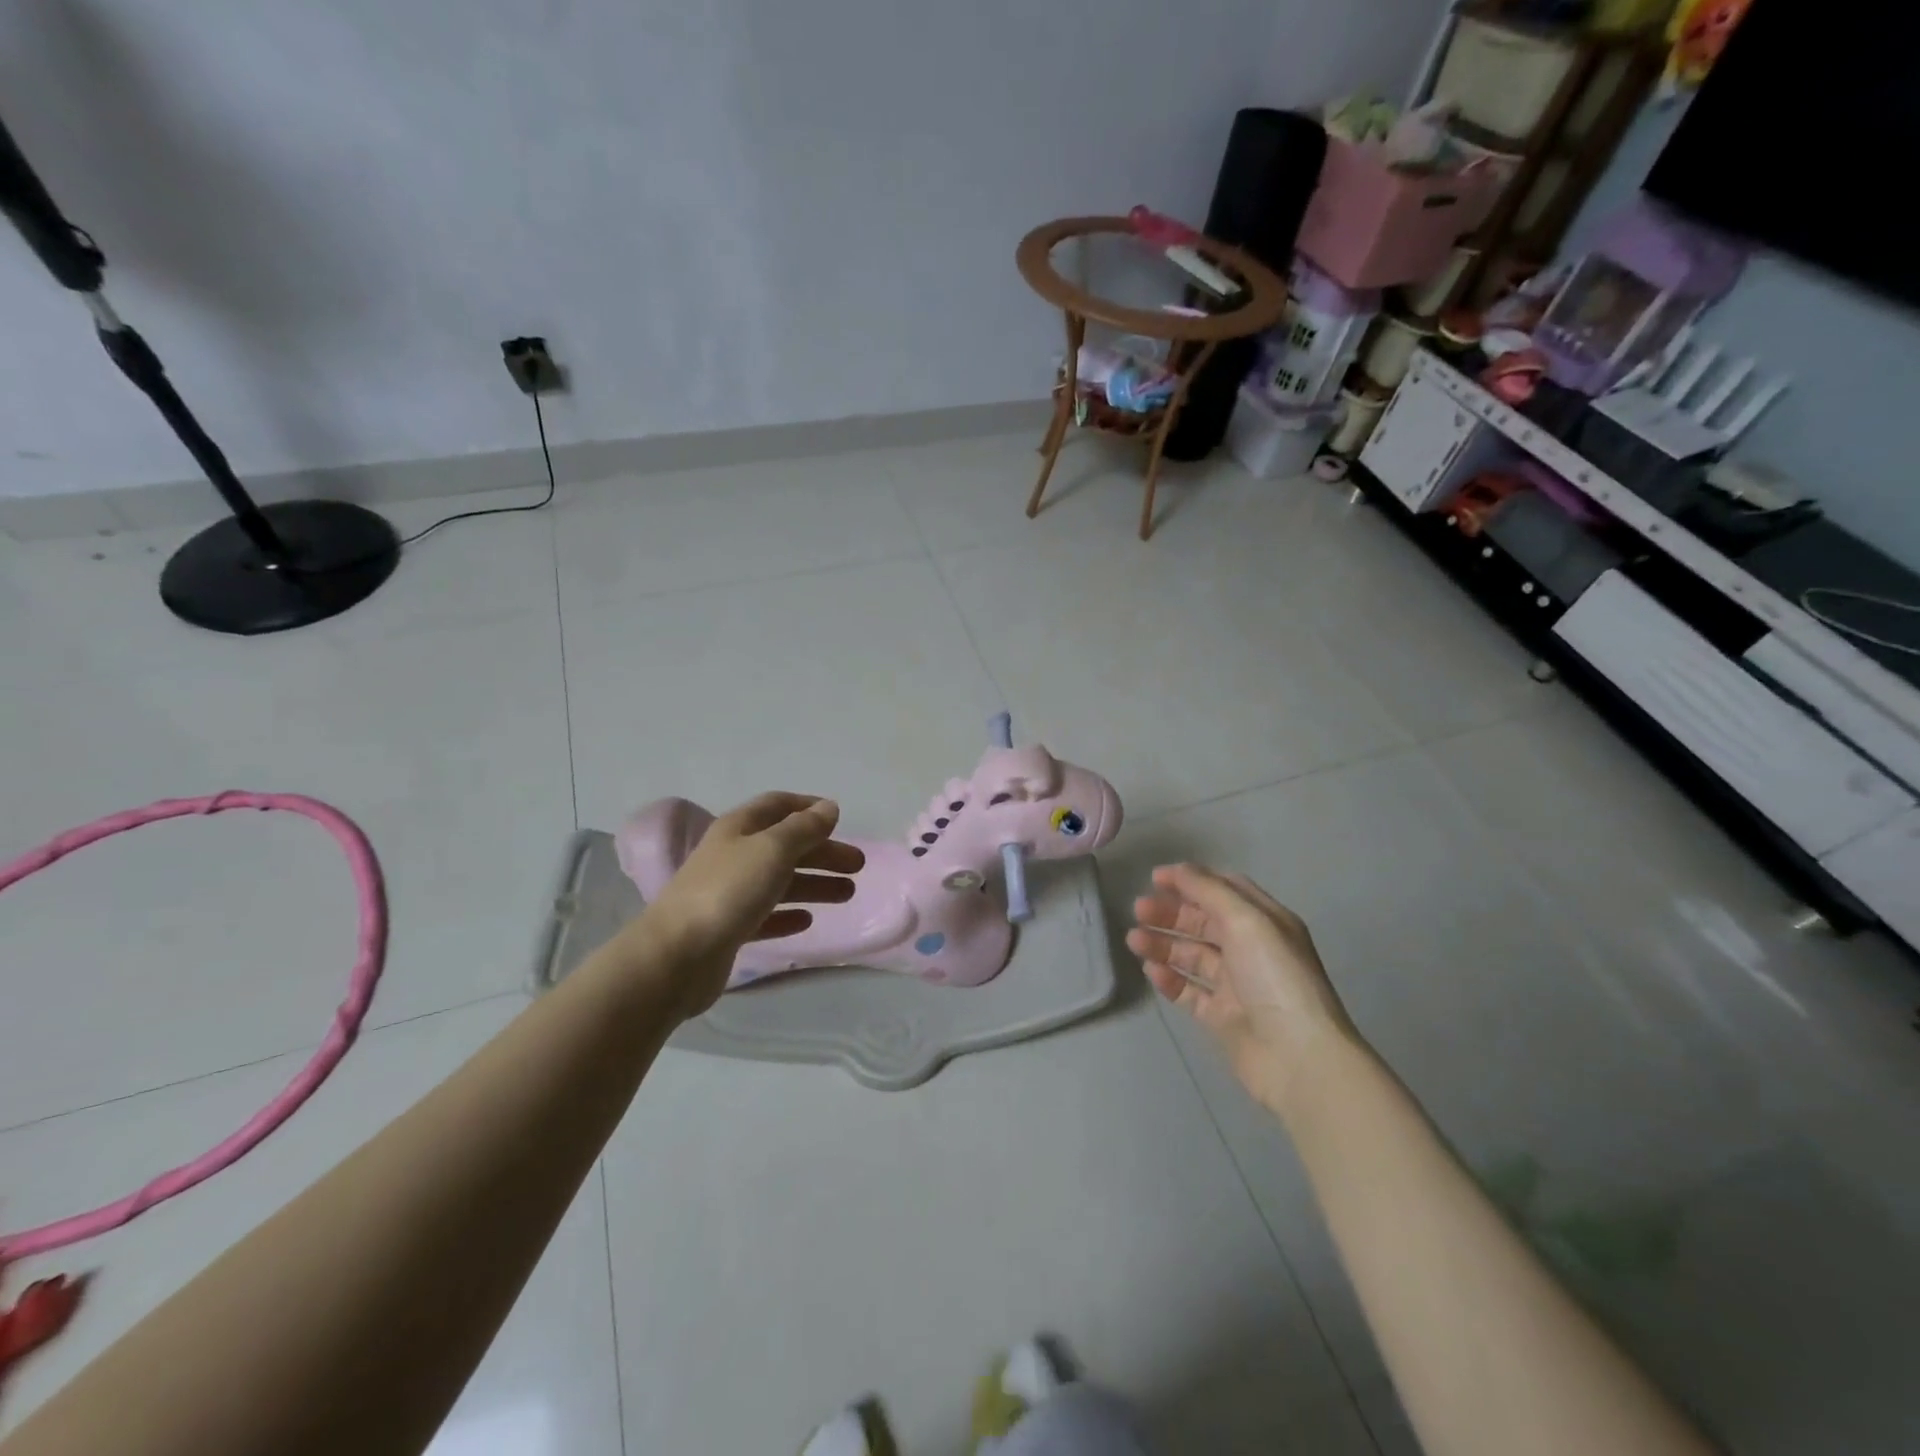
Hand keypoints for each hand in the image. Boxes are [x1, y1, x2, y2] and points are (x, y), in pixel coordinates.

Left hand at [634, 792, 863, 1020]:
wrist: (677, 956)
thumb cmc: (729, 891)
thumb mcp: (773, 849)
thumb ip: (804, 828)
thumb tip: (828, 807)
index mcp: (739, 828)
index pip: (778, 805)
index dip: (808, 807)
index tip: (839, 817)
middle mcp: (733, 856)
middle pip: (785, 846)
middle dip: (822, 852)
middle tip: (858, 866)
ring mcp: (729, 894)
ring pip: (780, 881)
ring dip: (814, 884)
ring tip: (847, 894)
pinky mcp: (728, 930)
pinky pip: (766, 916)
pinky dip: (789, 914)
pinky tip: (807, 920)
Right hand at [1127, 864, 1356, 1115]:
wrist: (1297, 1057)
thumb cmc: (1275, 978)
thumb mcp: (1246, 921)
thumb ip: (1209, 891)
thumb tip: (1176, 869)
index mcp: (1265, 922)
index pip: (1224, 890)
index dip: (1190, 881)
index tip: (1154, 878)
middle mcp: (1252, 949)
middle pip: (1203, 921)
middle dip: (1170, 912)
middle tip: (1138, 910)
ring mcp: (1236, 985)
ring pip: (1191, 955)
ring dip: (1163, 944)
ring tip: (1133, 940)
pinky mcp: (1221, 1016)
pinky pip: (1188, 991)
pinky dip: (1169, 978)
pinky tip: (1151, 970)